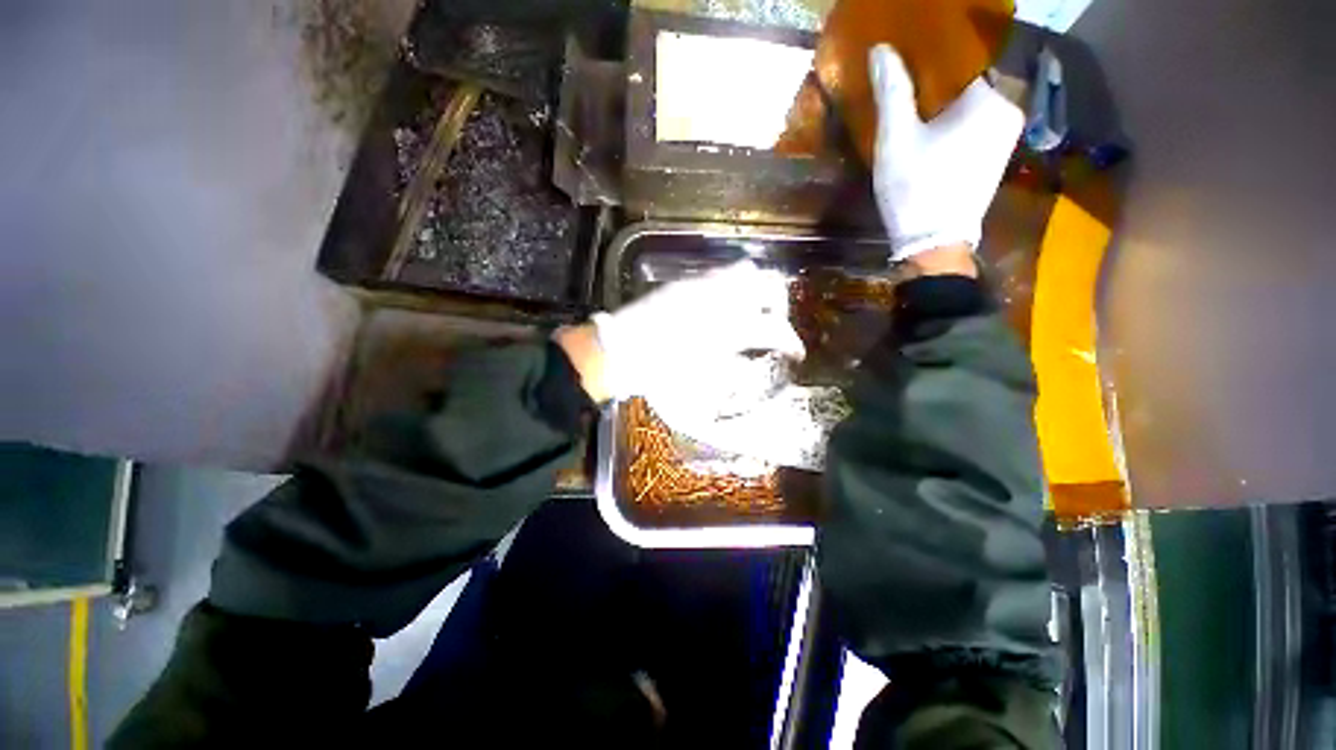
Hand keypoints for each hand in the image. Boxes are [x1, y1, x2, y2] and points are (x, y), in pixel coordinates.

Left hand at [555, 261, 801, 404]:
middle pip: (766, 286)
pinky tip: (724, 302)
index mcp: (729, 328)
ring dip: (756, 288)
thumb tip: (750, 362)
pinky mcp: (685, 283)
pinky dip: (731, 285)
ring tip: (753, 307)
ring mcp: (703, 286)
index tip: (795, 351)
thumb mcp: (703, 378)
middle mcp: (722, 299)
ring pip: (744, 271)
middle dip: (778, 302)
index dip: (790, 341)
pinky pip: (718, 274)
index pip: (773, 329)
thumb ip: (734, 368)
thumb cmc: (662, 371)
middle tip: (775, 321)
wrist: (622, 350)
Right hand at [869, 44, 1021, 261]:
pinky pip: (976, 125)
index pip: (962, 59)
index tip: (908, 63)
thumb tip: (881, 48)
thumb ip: (893, 92)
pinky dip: (955, 123)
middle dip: (939, 83)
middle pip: (968, 82)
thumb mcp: (897, 139)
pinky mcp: (997, 156)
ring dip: (946, 105)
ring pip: (972, 105)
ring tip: (916, 109)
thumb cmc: (915, 189)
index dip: (932, 59)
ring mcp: (1006, 136)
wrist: (934, 244)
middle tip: (906, 88)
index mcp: (989, 99)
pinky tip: (933, 134)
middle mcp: (1008, 111)